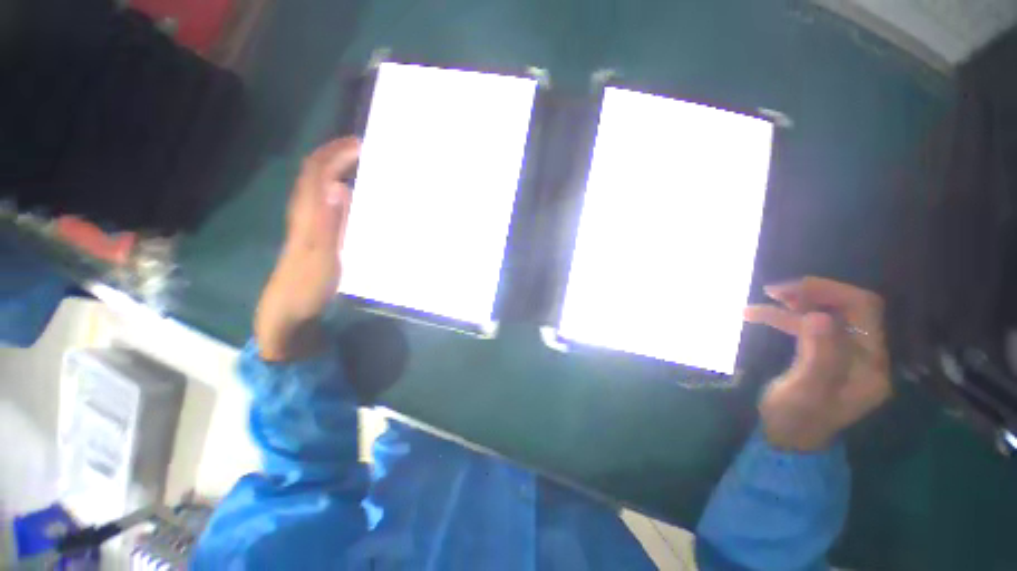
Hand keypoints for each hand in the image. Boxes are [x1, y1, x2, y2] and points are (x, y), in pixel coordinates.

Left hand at [254, 138, 359, 360]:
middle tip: (364, 149)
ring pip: (319, 185)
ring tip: (362, 165)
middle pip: (315, 172)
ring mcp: (309, 221)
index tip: (360, 144)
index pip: (317, 171)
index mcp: (307, 212)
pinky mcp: (316, 232)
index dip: (335, 152)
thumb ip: (331, 222)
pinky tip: (355, 195)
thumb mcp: (323, 255)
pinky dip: (340, 188)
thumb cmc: (307, 283)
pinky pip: (326, 201)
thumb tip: (339, 186)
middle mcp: (305, 210)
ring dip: (337, 169)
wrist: (289, 307)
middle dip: (336, 154)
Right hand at [745, 277, 890, 450]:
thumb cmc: (795, 420)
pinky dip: (785, 317)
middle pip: (848, 308)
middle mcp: (865, 355)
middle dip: (811, 294)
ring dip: (793, 306)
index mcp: (870, 364)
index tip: (791, 290)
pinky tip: (759, 315)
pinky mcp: (826, 354)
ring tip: (760, 303)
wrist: (787, 439)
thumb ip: (819, 356)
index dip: (831, 292)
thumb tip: (820, 316)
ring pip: (825, 315)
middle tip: (773, 291)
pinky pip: (809, 326)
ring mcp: (846, 354)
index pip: (865, 310)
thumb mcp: (805, 392)